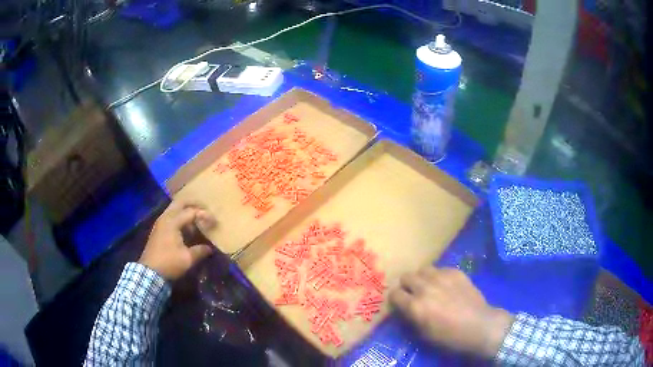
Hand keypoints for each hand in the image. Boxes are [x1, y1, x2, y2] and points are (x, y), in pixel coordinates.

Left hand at [139, 200, 216, 280]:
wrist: (149, 272)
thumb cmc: (169, 263)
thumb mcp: (187, 259)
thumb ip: (200, 251)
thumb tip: (210, 248)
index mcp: (172, 222)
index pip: (191, 212)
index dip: (204, 215)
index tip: (215, 222)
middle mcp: (165, 217)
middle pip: (180, 203)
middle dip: (194, 205)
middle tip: (205, 210)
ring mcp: (160, 223)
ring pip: (174, 209)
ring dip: (186, 211)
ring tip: (198, 219)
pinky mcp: (158, 229)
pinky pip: (171, 217)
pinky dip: (180, 218)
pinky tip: (187, 229)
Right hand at [390, 266, 513, 357]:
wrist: (479, 325)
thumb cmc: (450, 336)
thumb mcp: (424, 334)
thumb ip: (412, 317)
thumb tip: (406, 308)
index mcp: (415, 306)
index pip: (394, 294)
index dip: (396, 300)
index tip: (401, 304)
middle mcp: (425, 288)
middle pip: (406, 277)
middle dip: (407, 286)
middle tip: (415, 295)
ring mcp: (442, 277)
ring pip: (422, 269)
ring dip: (422, 278)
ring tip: (430, 287)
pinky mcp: (455, 272)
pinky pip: (440, 269)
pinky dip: (438, 276)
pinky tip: (446, 286)